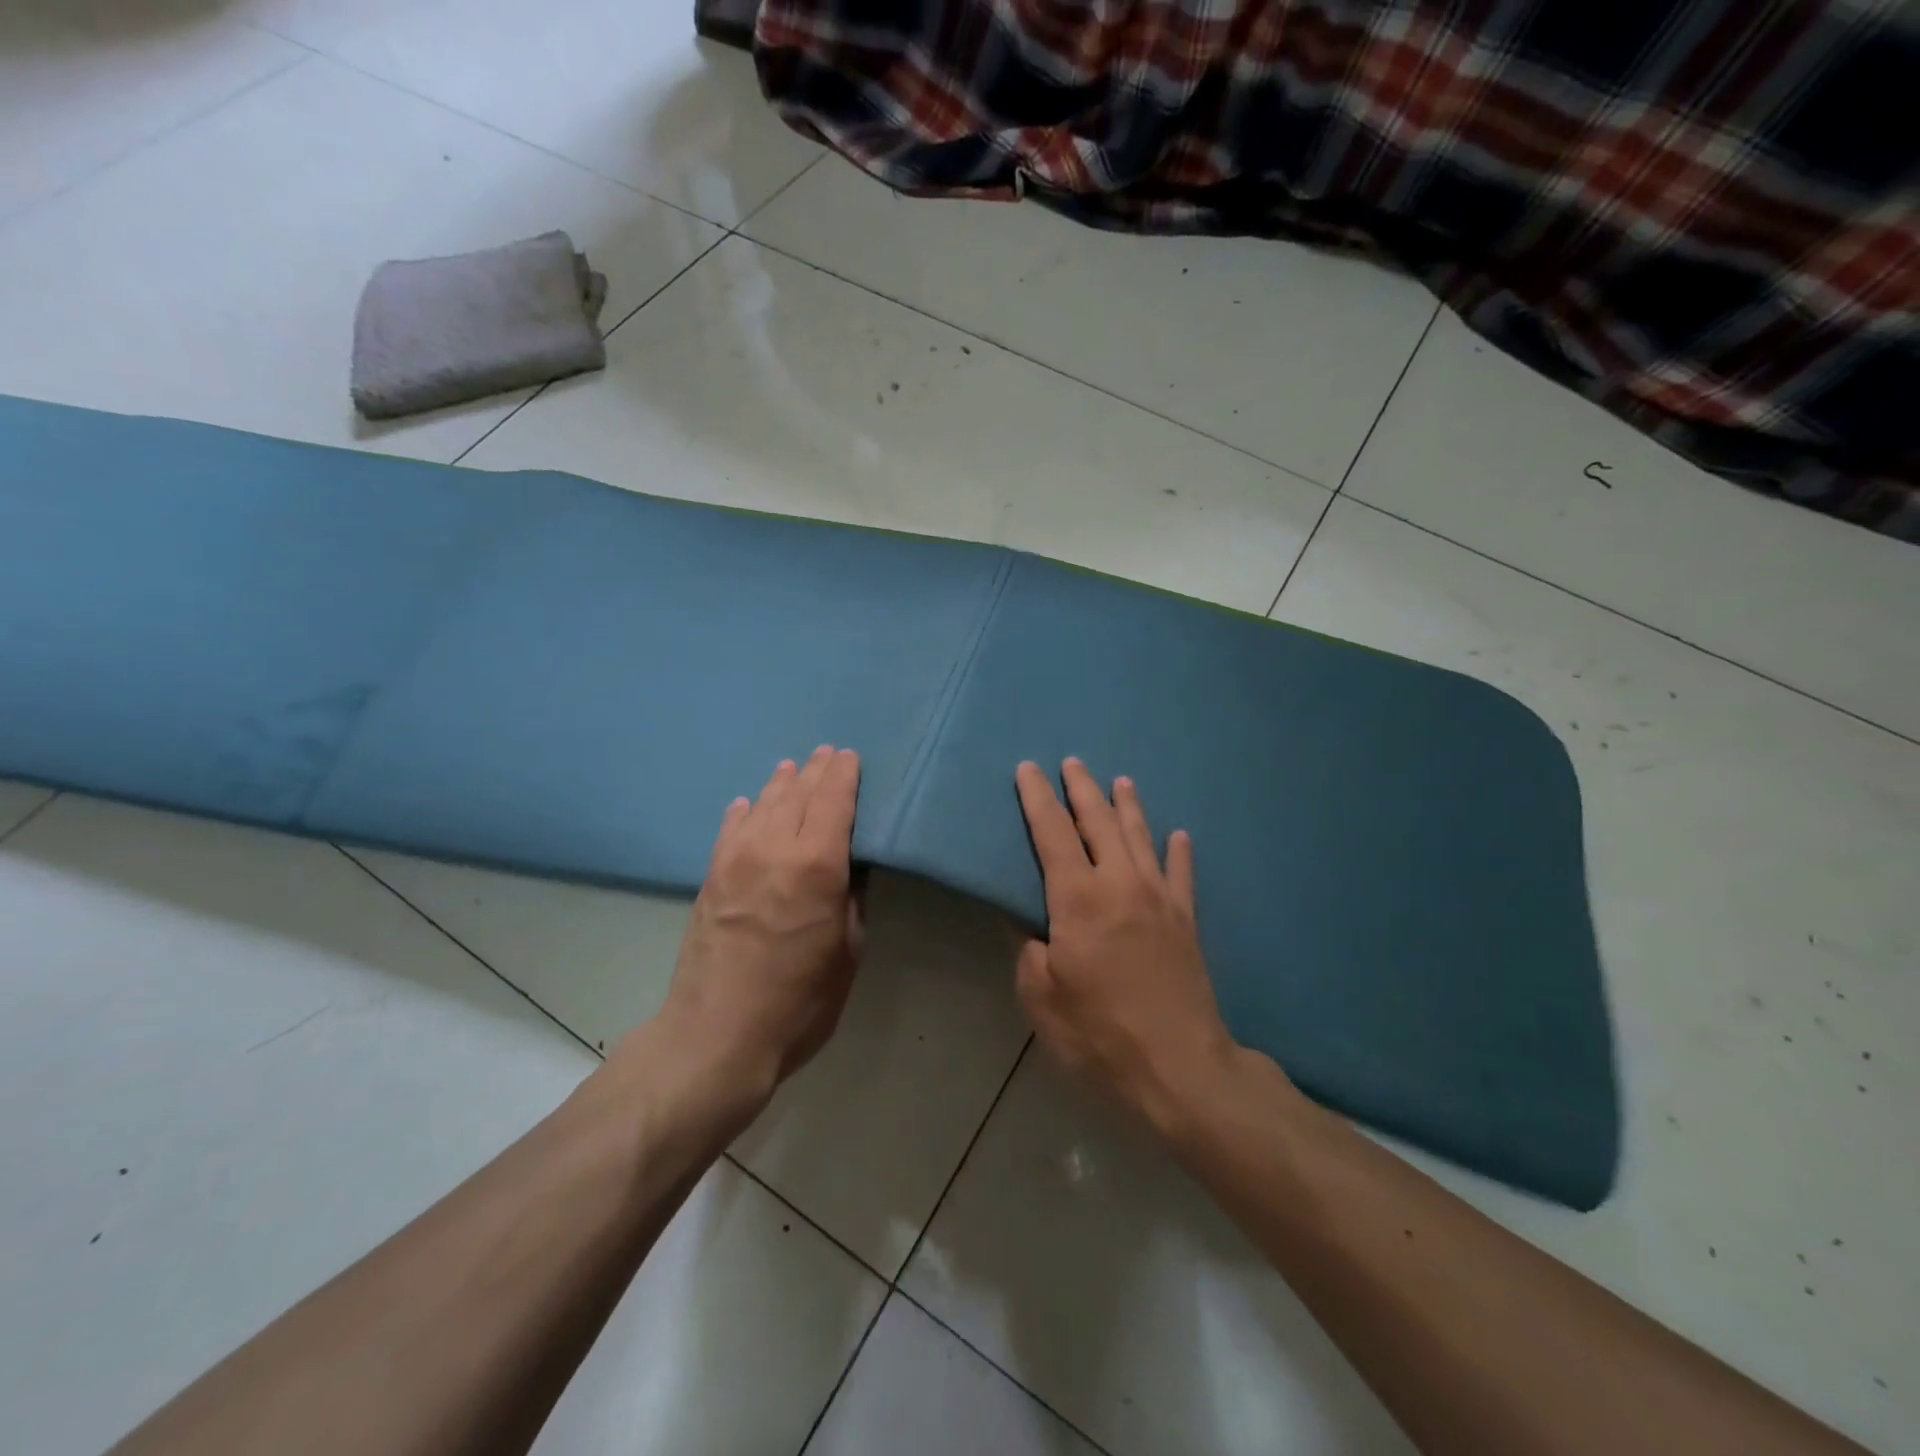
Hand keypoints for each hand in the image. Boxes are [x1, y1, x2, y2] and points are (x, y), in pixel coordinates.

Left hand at [620, 747, 864, 1117]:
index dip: (844, 774)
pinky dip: (745, 811)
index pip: (833, 800)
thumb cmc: (798, 1002)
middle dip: (816, 770)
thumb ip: (851, 899)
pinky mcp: (711, 876)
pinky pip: (730, 828)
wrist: (715, 1036)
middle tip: (828, 753)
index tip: (851, 756)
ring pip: (763, 804)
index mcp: (817, 865)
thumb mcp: (848, 952)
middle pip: (798, 793)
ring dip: (781, 783)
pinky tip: (748, 804)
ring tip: (792, 768)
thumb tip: (851, 867)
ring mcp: (736, 859)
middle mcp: (774, 848)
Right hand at [1015, 759, 1242, 1134]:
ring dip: (1128, 806)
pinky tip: (1179, 835)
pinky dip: (1179, 851)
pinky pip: (1182, 874)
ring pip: (1141, 837)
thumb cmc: (1100, 1033)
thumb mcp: (1041, 997)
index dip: (1037, 799)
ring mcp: (1160, 898)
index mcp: (1079, 899)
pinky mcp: (1186, 920)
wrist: (1180, 1066)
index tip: (1028, 769)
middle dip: (1082, 789)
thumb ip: (1030, 951)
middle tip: (1072, 762)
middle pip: (1099, 822)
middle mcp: (1120, 883)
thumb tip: (1032, 924)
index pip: (1052, 833)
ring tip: (1121, 781)